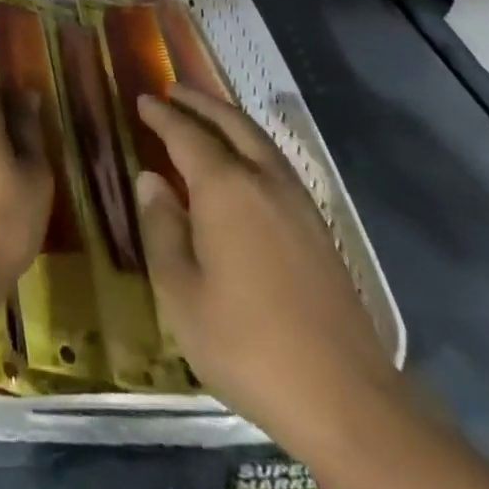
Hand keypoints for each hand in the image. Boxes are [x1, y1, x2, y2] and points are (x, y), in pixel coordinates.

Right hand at [134, 87, 405, 458]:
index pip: (186, 135)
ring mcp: (297, 202)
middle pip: (230, 123)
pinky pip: (276, 162)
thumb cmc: (247, 345)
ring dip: (228, 119)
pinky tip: (244, 162)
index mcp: (225, 189)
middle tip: (173, 90)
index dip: (162, 116)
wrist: (346, 398)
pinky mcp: (318, 227)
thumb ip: (162, 229)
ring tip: (205, 115)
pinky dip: (252, 144)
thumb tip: (151, 180)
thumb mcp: (181, 294)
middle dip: (199, 103)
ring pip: (259, 140)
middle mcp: (263, 180)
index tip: (142, 100)